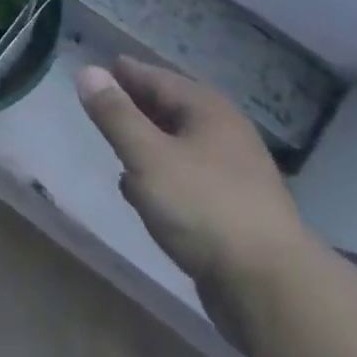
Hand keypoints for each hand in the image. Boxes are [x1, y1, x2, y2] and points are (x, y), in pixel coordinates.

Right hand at [76, 59, 311, 339]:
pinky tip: (139, 190)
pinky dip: (160, 175)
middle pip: (172, 110)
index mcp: (208, 111)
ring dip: (147, 142)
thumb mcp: (148, 156)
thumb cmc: (203, 207)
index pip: (159, 79)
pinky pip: (185, 179)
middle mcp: (224, 135)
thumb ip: (115, 114)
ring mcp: (232, 176)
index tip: (100, 67)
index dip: (127, 73)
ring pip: (178, 146)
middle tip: (103, 101)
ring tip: (116, 142)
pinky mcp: (230, 212)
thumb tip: (87, 71)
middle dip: (137, 105)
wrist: (269, 288)